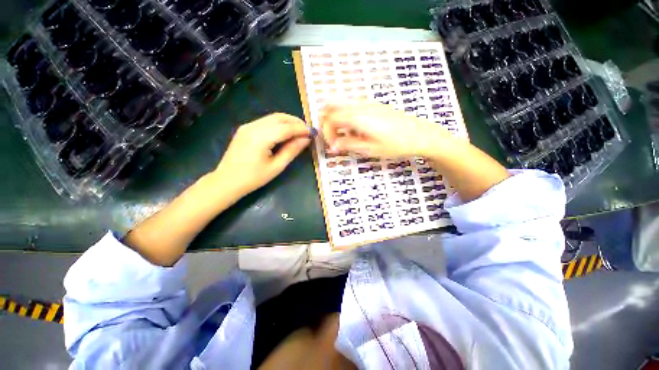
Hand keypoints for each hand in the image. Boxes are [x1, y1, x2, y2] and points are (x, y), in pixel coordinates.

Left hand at [213, 113, 311, 194]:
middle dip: (296, 122)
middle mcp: (253, 126)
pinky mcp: (245, 128)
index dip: (301, 129)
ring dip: (288, 122)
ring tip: (299, 131)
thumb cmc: (253, 178)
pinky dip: (278, 124)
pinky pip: (266, 121)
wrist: (227, 181)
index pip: (286, 128)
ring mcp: (248, 126)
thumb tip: (306, 139)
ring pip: (273, 117)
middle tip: (307, 131)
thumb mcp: (276, 166)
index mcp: (261, 138)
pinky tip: (285, 132)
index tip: (313, 133)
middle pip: (279, 117)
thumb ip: (292, 150)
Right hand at [320, 102, 452, 157]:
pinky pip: (353, 105)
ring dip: (337, 117)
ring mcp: (368, 102)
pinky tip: (356, 129)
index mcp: (358, 117)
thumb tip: (333, 146)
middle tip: (332, 136)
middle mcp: (360, 105)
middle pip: (332, 103)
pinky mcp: (374, 105)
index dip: (327, 132)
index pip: (331, 118)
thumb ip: (348, 145)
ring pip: (342, 103)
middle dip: (327, 119)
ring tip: (344, 134)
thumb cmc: (397, 144)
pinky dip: (347, 116)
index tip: (333, 145)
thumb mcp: (370, 149)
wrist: (421, 135)